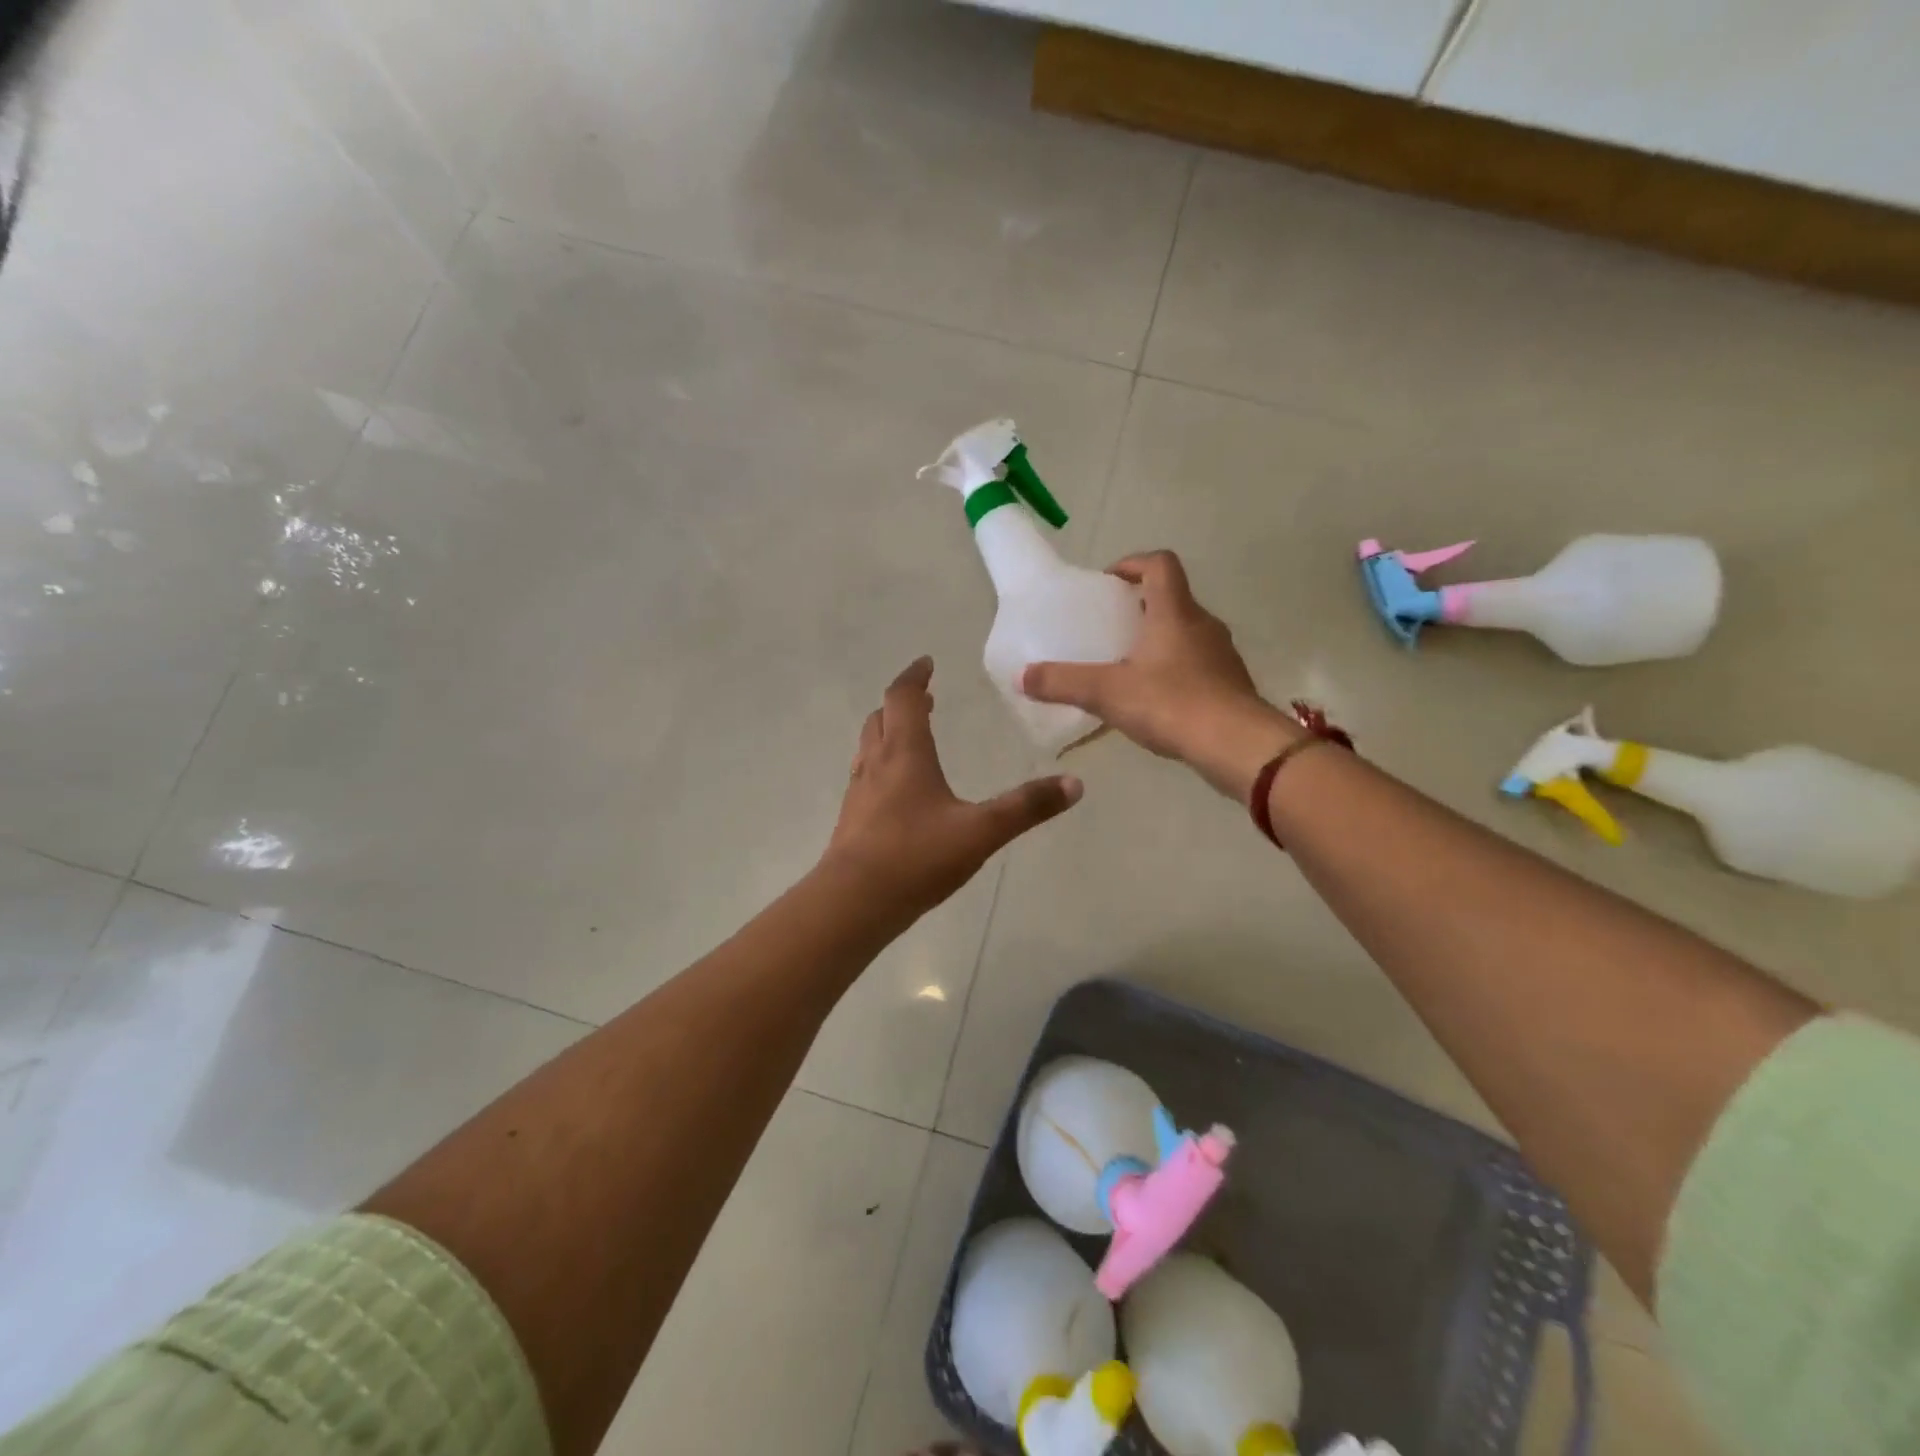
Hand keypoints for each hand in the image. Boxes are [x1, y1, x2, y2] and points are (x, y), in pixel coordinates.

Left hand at [823, 657, 1081, 915]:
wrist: (853, 902)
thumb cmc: (916, 857)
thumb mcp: (980, 831)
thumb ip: (1026, 807)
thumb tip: (1074, 784)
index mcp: (905, 754)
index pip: (902, 698)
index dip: (914, 677)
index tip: (927, 664)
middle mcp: (877, 764)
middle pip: (882, 718)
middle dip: (902, 703)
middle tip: (924, 699)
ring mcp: (859, 792)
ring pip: (869, 747)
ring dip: (889, 732)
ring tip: (910, 737)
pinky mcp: (852, 819)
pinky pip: (865, 776)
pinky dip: (882, 764)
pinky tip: (897, 791)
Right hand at [1021, 551, 1299, 800]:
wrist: (1237, 746)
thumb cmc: (1172, 704)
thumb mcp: (1107, 692)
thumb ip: (1063, 683)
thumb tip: (1021, 677)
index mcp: (1175, 612)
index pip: (1160, 564)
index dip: (1133, 563)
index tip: (1108, 581)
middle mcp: (1203, 625)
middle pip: (1172, 599)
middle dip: (1140, 607)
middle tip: (1109, 628)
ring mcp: (1221, 655)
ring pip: (1186, 634)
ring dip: (1158, 640)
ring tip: (1127, 666)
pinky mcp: (1229, 685)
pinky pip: (1197, 665)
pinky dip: (1174, 671)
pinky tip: (1153, 700)